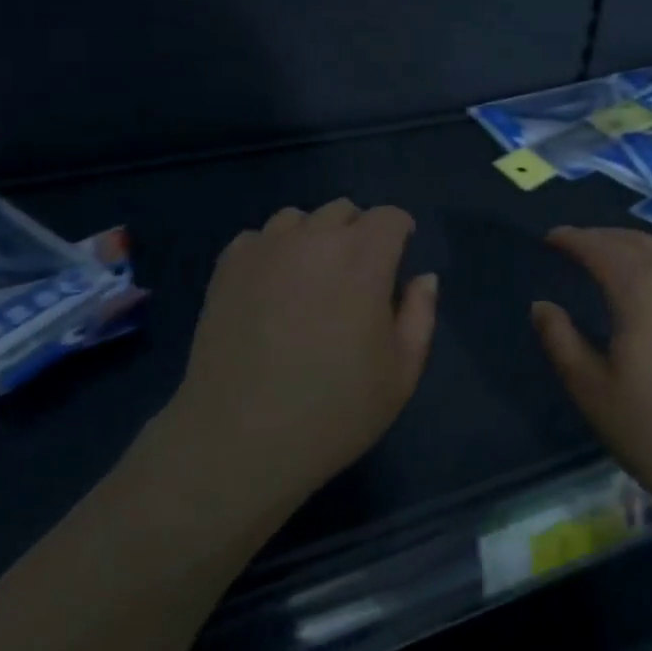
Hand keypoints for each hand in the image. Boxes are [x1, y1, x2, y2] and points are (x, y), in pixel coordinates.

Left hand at [165, 200, 437, 512]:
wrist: (239, 440)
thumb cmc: (332, 412)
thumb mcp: (400, 375)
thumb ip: (419, 316)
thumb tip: (423, 278)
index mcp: (362, 258)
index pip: (389, 217)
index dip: (400, 233)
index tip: (398, 259)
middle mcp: (314, 238)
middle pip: (344, 210)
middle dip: (358, 232)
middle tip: (355, 277)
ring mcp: (266, 248)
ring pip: (297, 218)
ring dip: (312, 237)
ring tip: (309, 279)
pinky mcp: (228, 265)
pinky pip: (258, 238)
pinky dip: (271, 251)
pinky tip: (269, 289)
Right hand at [531, 227, 651, 542]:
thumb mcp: (595, 394)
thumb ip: (561, 342)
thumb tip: (542, 306)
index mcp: (644, 287)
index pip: (599, 247)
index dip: (572, 239)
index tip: (551, 238)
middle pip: (638, 242)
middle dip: (604, 238)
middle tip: (580, 247)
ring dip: (638, 254)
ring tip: (618, 269)